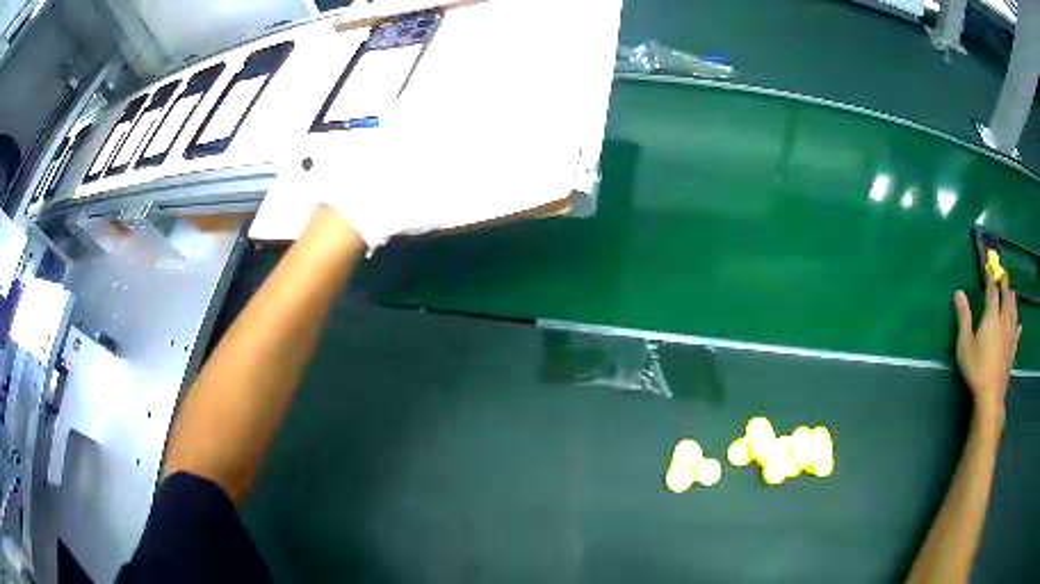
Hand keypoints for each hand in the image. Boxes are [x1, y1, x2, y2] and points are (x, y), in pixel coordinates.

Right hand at [954, 272, 1020, 425]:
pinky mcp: (1012, 351)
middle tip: (1004, 273)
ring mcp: (1009, 337)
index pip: (992, 292)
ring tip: (1013, 292)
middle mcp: (1003, 322)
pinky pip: (1016, 334)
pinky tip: (1019, 324)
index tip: (990, 266)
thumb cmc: (976, 368)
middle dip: (1005, 285)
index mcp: (992, 317)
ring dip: (1013, 301)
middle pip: (1006, 299)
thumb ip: (963, 318)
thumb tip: (958, 293)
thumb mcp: (965, 344)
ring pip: (1013, 313)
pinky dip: (1017, 326)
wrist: (990, 394)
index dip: (991, 278)